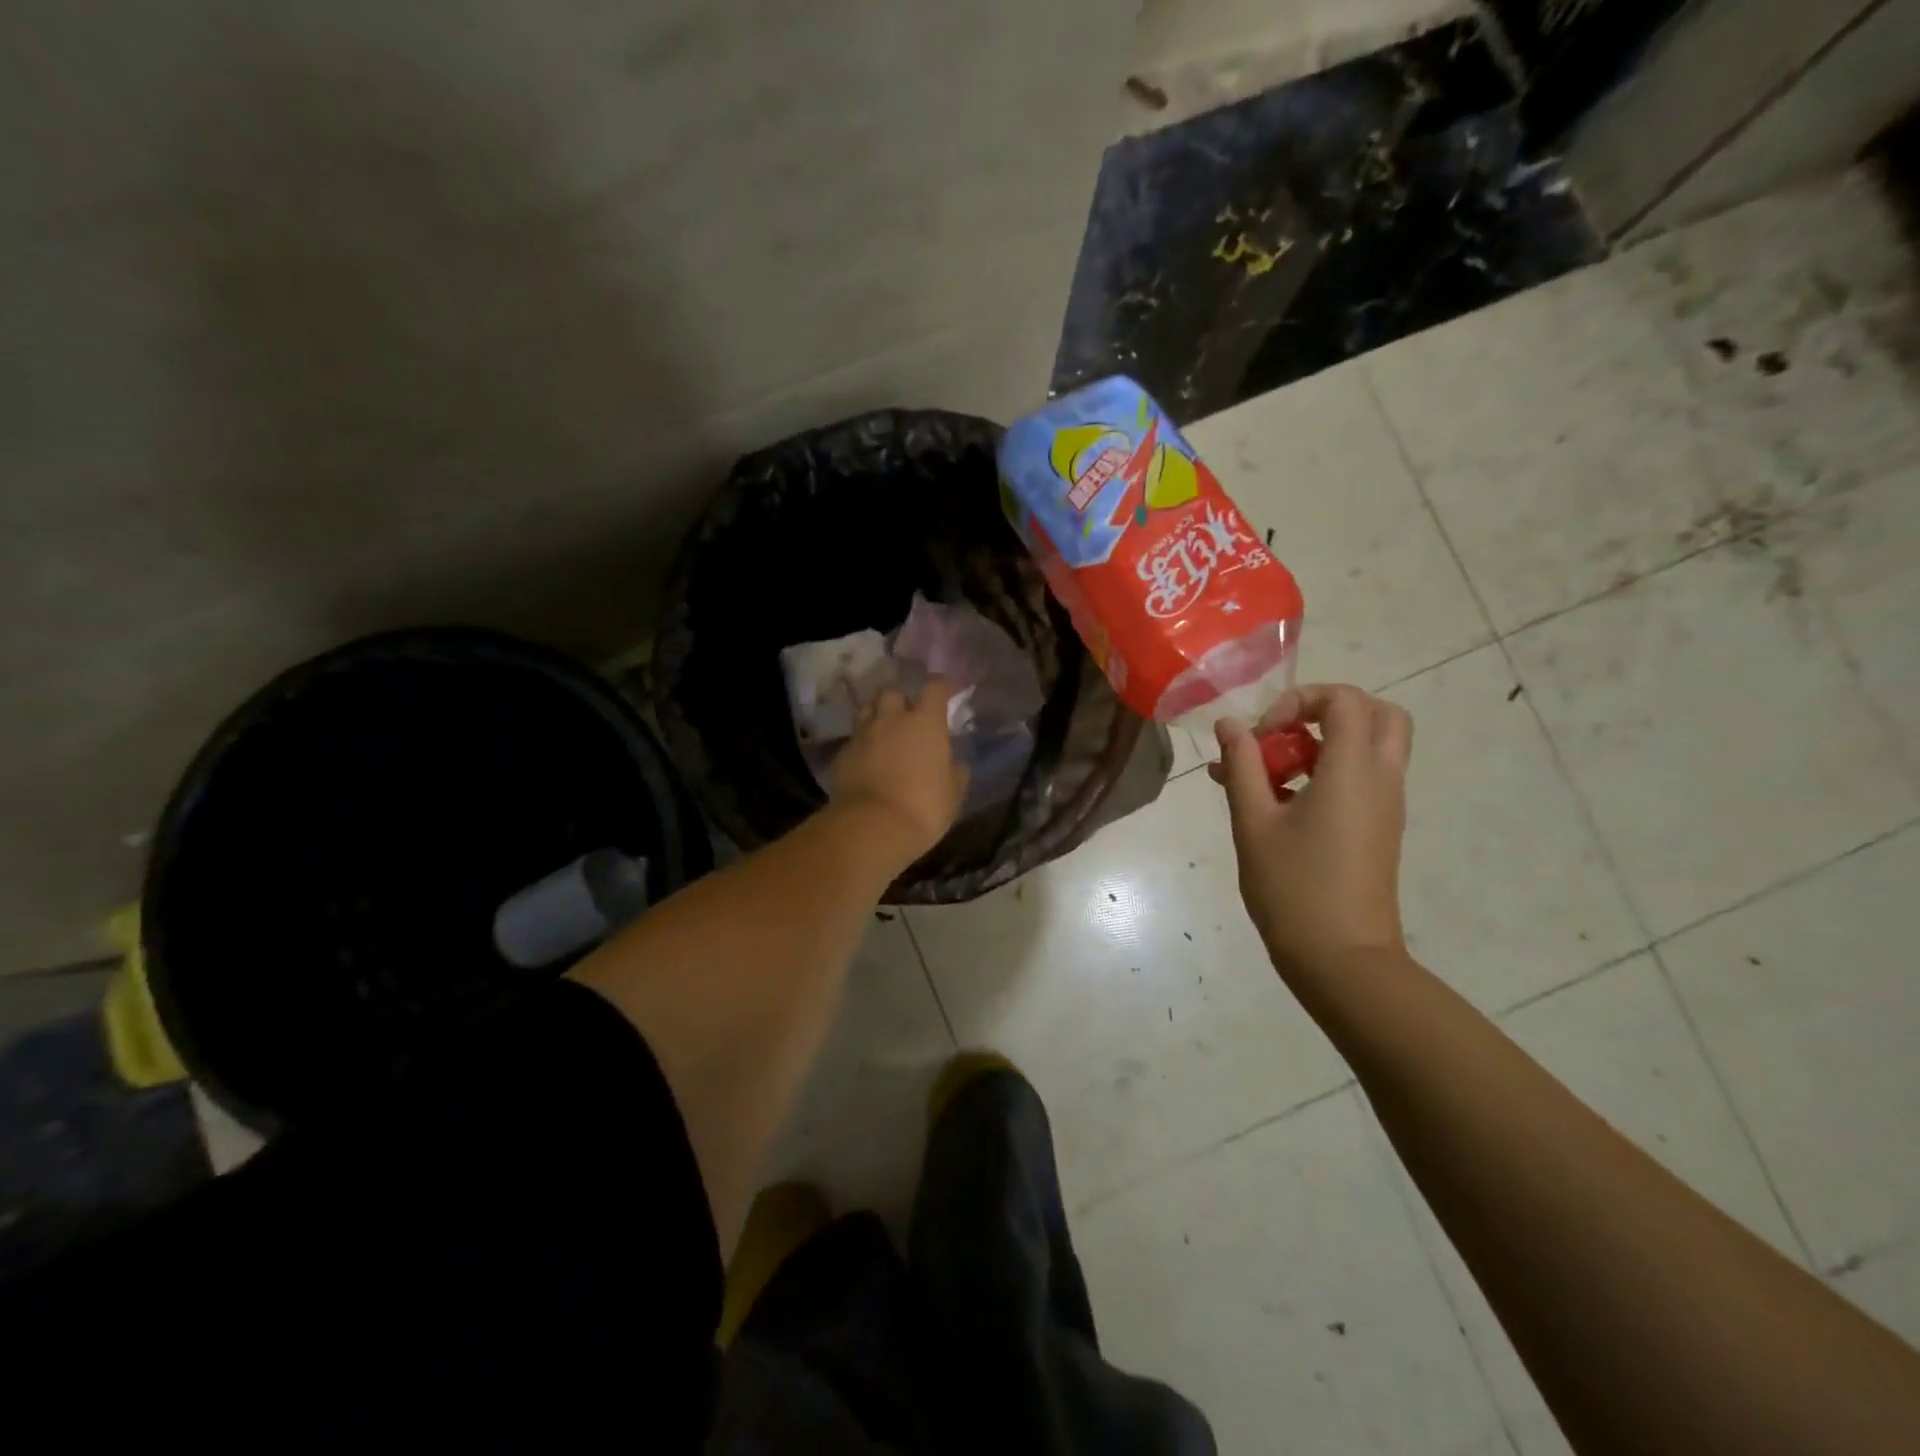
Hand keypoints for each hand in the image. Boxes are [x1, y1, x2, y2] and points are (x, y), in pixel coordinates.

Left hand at [829, 678, 968, 866]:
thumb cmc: (923, 807)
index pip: (934, 688)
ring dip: (877, 716)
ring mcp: (862, 735)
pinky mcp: (842, 755)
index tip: (948, 690)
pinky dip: (862, 744)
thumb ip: (955, 772)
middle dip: (901, 699)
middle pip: (892, 692)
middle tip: (908, 714)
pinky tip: (867, 759)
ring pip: (867, 711)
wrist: (871, 828)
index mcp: (925, 722)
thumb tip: (955, 763)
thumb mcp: (952, 794)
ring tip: (884, 731)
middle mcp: (891, 719)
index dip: (942, 686)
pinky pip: (854, 739)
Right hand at [1209, 684, 1412, 978]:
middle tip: (1283, 735)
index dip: (1299, 700)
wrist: (1342, 958)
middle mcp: (1381, 779)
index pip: (1344, 699)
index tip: (1262, 733)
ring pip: (1368, 748)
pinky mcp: (1379, 829)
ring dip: (1320, 745)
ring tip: (1263, 777)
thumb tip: (1230, 725)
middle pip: (1376, 714)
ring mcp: (1385, 806)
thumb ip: (1242, 765)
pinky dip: (1326, 774)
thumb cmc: (1293, 886)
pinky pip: (1360, 780)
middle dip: (1326, 712)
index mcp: (1353, 770)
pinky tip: (1276, 804)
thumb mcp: (1254, 821)